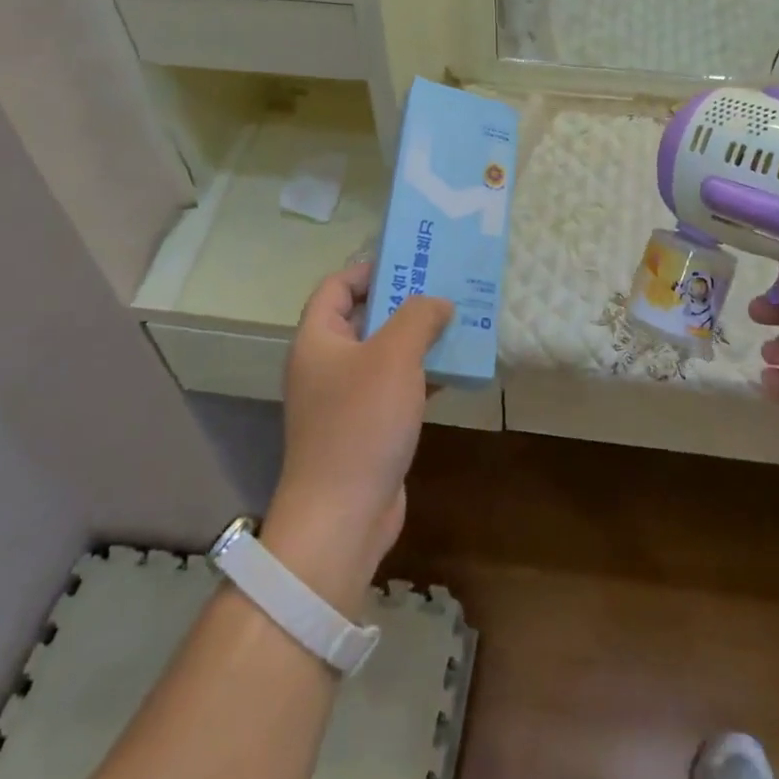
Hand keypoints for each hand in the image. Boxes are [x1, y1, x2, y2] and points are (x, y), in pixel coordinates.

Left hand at [265, 264, 452, 613]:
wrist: (343, 516)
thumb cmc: (361, 423)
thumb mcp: (394, 356)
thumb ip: (417, 317)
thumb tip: (438, 302)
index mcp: (318, 340)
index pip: (336, 286)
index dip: (370, 269)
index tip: (412, 262)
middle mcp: (326, 365)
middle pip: (364, 318)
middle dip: (404, 302)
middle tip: (445, 288)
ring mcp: (345, 399)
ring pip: (385, 354)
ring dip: (419, 339)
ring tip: (460, 322)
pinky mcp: (367, 428)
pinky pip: (396, 387)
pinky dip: (423, 375)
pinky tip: (456, 370)